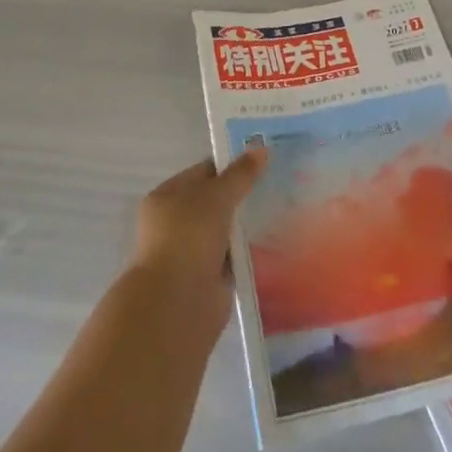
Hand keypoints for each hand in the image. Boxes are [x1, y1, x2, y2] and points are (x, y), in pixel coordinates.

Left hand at [128, 147, 267, 330]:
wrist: (177, 303)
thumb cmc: (188, 238)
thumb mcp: (216, 197)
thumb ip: (239, 175)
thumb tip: (261, 148)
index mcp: (167, 197)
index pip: (203, 172)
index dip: (231, 165)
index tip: (263, 160)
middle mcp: (176, 223)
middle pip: (215, 202)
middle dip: (243, 196)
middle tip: (280, 183)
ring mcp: (191, 252)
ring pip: (226, 231)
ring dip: (247, 226)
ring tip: (284, 210)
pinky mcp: (208, 279)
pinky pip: (233, 258)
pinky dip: (249, 253)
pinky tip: (276, 243)